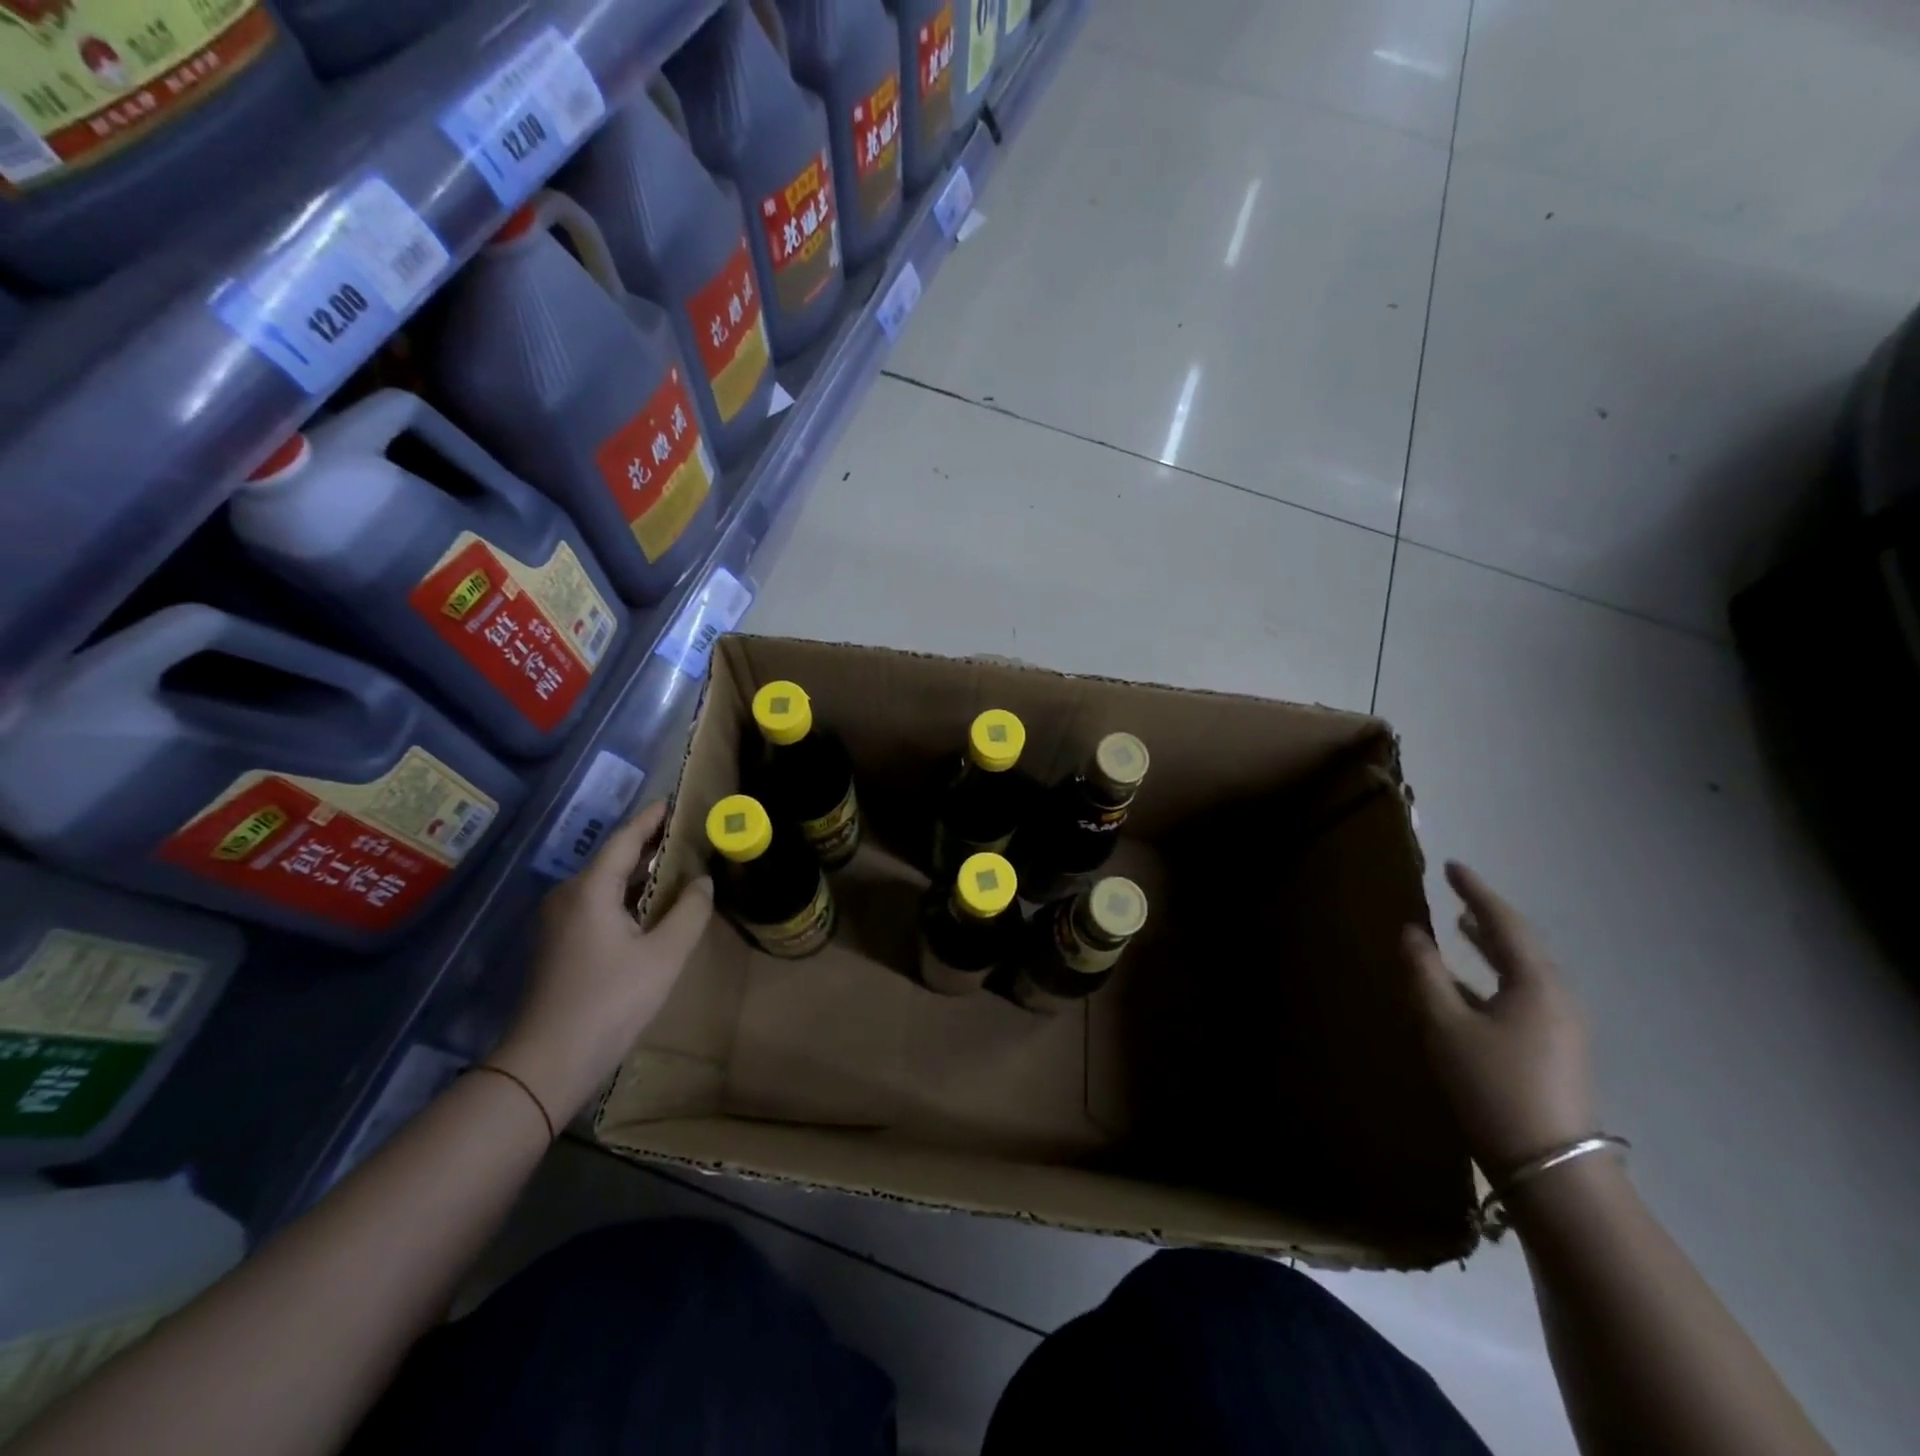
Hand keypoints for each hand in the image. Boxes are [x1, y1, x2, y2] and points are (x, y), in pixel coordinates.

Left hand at [492, 801, 712, 1125]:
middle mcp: (568, 896)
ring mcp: (559, 921)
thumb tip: (702, 881)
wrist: (548, 1063)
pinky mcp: (559, 944)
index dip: (654, 818)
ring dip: (641, 874)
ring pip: (606, 884)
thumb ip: (689, 911)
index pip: (626, 838)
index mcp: (590, 889)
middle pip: (614, 858)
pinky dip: (628, 897)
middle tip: (691, 836)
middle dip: (652, 845)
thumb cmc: (610, 1002)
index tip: (679, 802)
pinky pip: (598, 905)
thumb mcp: (664, 955)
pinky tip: (653, 908)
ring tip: (680, 868)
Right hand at [1402, 862, 1595, 1177]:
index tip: (1451, 867)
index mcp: (1536, 984)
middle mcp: (1556, 998)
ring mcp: (1560, 1026)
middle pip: (1519, 944)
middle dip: (1487, 916)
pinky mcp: (1553, 1049)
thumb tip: (1412, 932)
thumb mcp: (1444, 1025)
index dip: (1476, 892)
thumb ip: (1424, 973)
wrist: (1549, 1167)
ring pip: (1521, 971)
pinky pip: (1520, 993)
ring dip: (1490, 946)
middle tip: (1456, 893)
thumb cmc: (1492, 1085)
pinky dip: (1493, 975)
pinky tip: (1468, 983)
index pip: (1504, 923)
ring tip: (1462, 927)